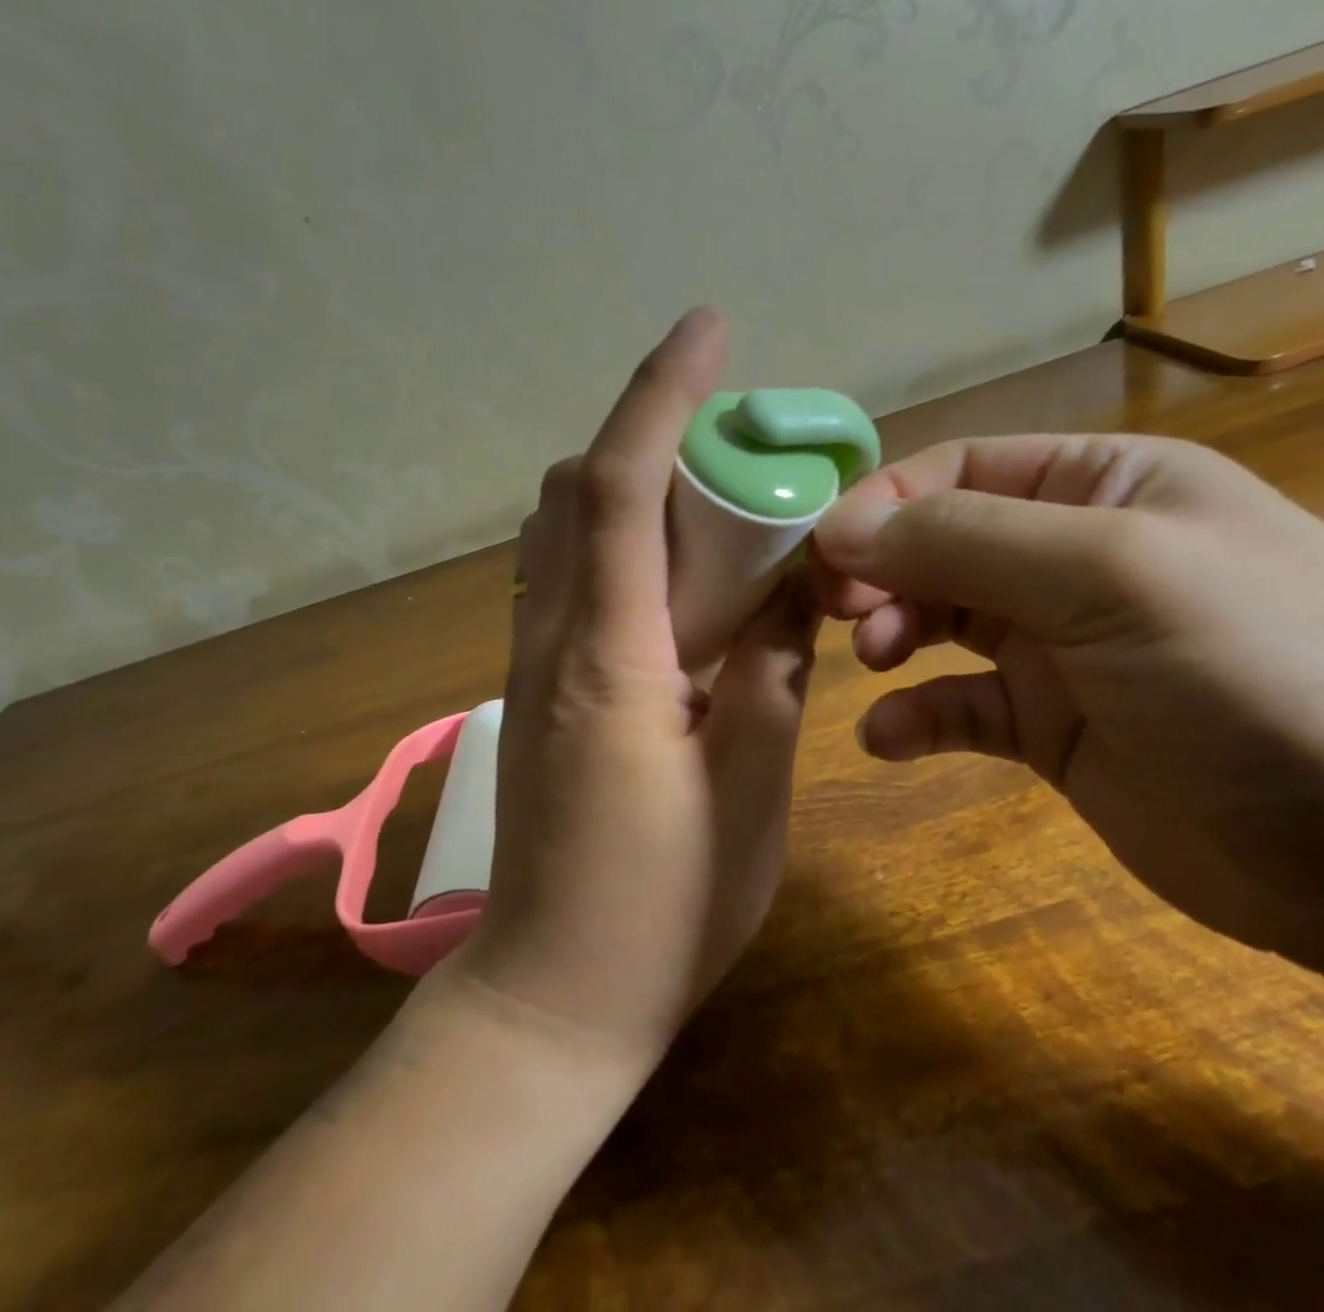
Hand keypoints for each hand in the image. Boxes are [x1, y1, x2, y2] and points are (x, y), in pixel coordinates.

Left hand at [458, 308, 818, 1068]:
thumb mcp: (750, 788)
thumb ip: (770, 672)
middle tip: (736, 439)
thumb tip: (790, 590)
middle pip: (580, 490)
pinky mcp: (536, 690)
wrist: (553, 994)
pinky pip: (566, 577)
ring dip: (628, 482)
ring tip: (711, 495)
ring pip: (563, 530)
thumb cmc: (662, 907)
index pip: (623, 487)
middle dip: (651, 432)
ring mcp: (533, 663)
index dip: (661, 394)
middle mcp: (553, 639)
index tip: (707, 329)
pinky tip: (673, 572)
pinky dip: (615, 539)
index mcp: (609, 658)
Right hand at [812, 433, 1323, 968]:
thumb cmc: (1262, 670)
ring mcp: (1060, 648)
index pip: (959, 471)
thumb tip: (839, 529)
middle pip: (939, 545)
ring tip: (872, 662)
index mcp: (1102, 488)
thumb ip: (966, 543)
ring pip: (941, 622)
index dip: (883, 503)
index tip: (821, 551)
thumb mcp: (1111, 575)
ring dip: (891, 634)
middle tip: (830, 610)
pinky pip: (960, 708)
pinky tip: (887, 737)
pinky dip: (916, 717)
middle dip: (879, 570)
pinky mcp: (1051, 729)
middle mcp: (1073, 558)